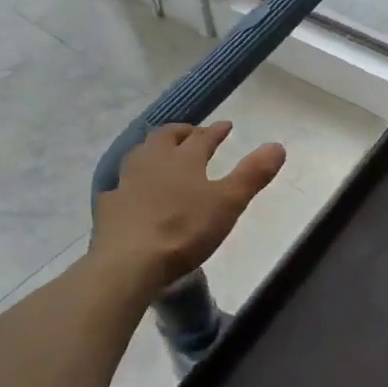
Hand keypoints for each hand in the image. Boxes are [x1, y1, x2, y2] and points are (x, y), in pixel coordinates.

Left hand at [93, 122, 285, 294]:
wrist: (129, 260)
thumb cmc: (184, 229)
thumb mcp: (228, 203)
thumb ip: (252, 174)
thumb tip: (278, 146)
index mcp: (184, 158)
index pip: (202, 137)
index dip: (216, 131)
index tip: (226, 126)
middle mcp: (152, 161)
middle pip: (166, 137)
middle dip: (182, 133)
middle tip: (192, 135)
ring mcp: (126, 182)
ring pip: (140, 155)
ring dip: (154, 151)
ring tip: (163, 157)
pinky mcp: (109, 205)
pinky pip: (122, 186)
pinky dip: (132, 183)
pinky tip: (134, 193)